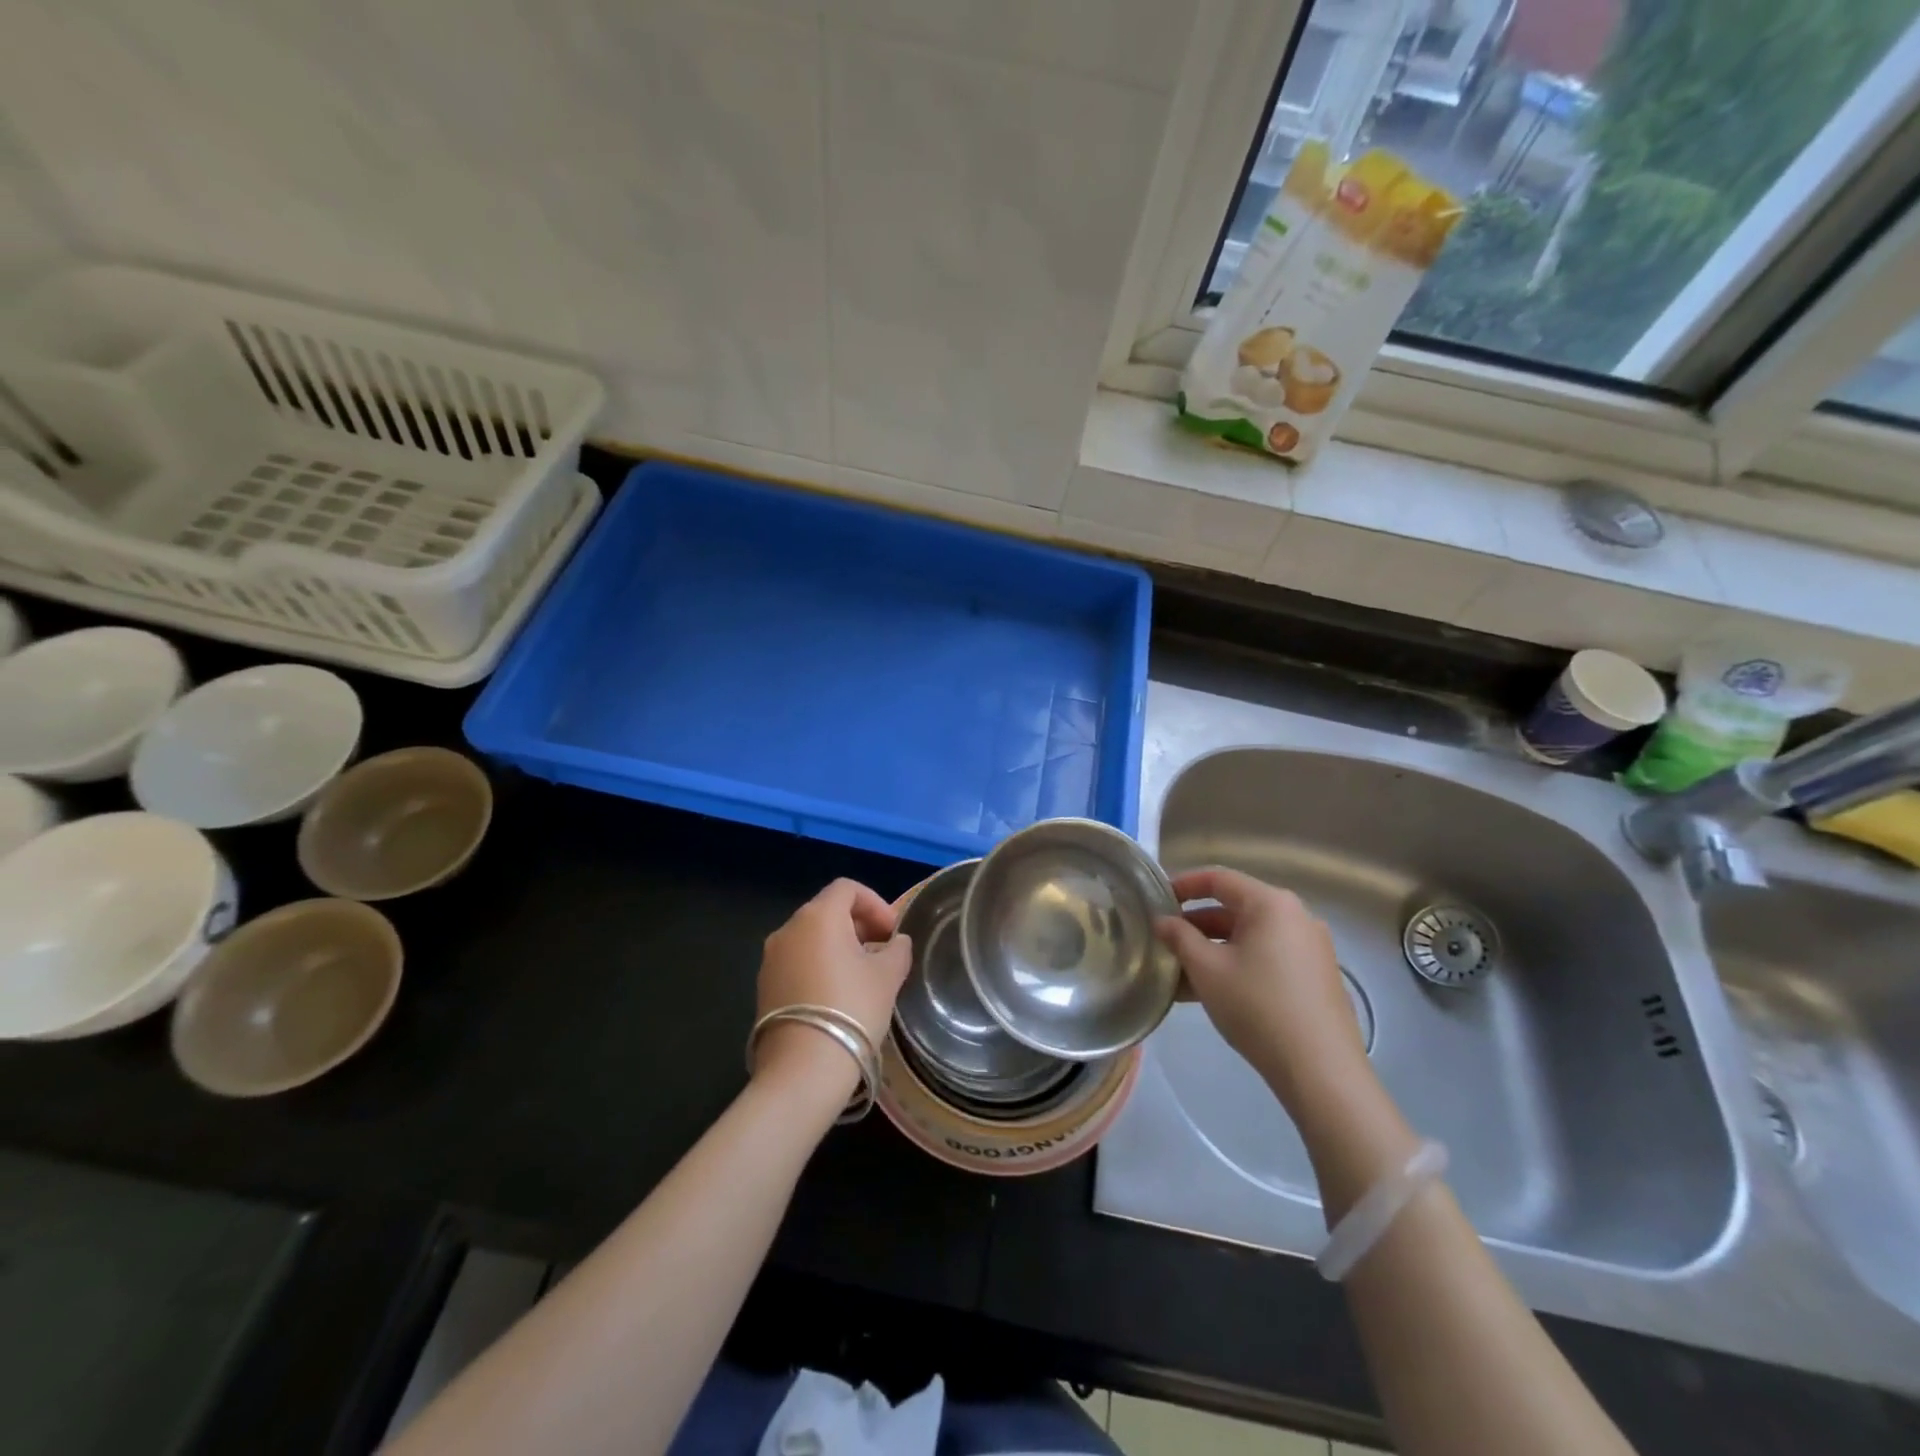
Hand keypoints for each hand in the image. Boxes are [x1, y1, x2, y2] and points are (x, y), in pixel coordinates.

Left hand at [753, 879, 911, 1094]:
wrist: (803, 1069)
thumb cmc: (852, 1009)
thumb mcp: (888, 976)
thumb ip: (897, 949)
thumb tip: (896, 942)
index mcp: (818, 916)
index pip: (847, 889)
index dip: (875, 903)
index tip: (892, 931)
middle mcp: (788, 929)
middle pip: (827, 911)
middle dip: (858, 924)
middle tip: (883, 951)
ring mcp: (771, 959)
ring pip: (811, 938)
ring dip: (839, 946)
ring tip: (863, 976)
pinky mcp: (764, 986)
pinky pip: (797, 961)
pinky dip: (819, 965)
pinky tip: (838, 995)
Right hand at [1156, 867, 1366, 1109]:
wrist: (1321, 1070)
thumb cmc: (1257, 1007)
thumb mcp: (1207, 969)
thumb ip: (1180, 938)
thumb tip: (1163, 921)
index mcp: (1271, 904)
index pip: (1218, 878)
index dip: (1183, 885)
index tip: (1156, 900)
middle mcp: (1296, 916)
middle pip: (1235, 908)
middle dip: (1196, 924)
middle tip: (1165, 941)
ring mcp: (1310, 947)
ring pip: (1250, 937)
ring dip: (1213, 949)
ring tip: (1181, 972)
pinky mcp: (1316, 976)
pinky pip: (1267, 957)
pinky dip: (1238, 964)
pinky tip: (1213, 992)